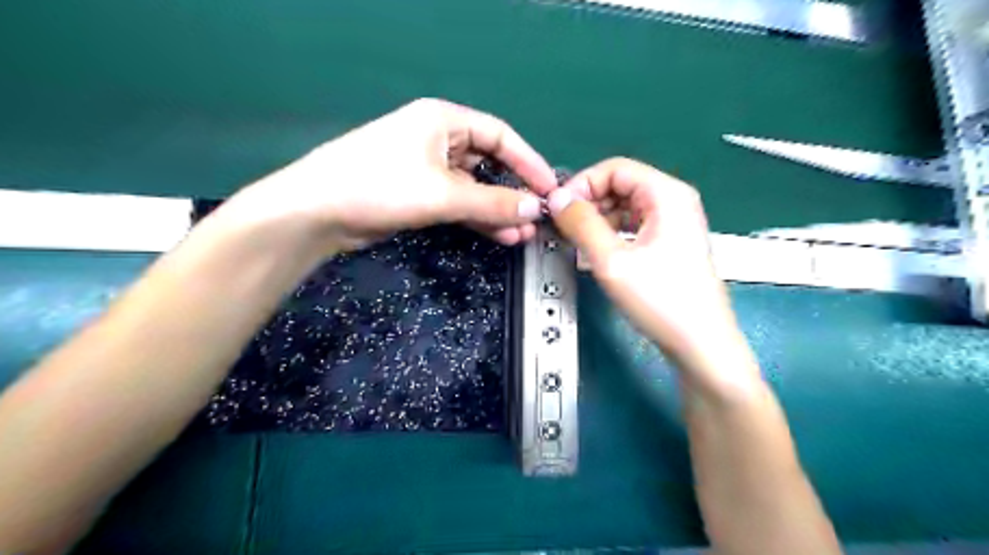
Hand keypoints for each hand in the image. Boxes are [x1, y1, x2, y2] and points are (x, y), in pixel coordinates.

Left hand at [220, 97, 554, 250]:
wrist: (318, 213)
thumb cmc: (381, 186)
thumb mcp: (443, 194)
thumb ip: (493, 202)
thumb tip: (536, 209)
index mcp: (444, 121)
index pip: (500, 136)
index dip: (529, 162)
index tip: (550, 189)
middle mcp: (438, 139)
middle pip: (488, 163)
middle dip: (514, 191)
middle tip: (538, 217)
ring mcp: (428, 168)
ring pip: (474, 187)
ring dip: (497, 209)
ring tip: (522, 234)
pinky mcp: (419, 193)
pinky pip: (458, 203)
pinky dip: (477, 218)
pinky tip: (499, 234)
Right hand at [545, 156, 753, 390]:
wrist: (700, 344)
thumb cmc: (661, 301)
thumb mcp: (612, 261)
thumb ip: (581, 224)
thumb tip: (557, 198)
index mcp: (666, 194)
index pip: (614, 169)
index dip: (582, 185)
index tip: (558, 209)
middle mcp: (673, 201)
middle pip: (620, 184)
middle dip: (588, 202)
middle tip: (564, 228)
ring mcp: (674, 222)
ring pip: (625, 206)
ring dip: (597, 219)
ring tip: (577, 242)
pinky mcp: (670, 242)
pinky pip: (633, 225)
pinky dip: (611, 232)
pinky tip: (597, 252)